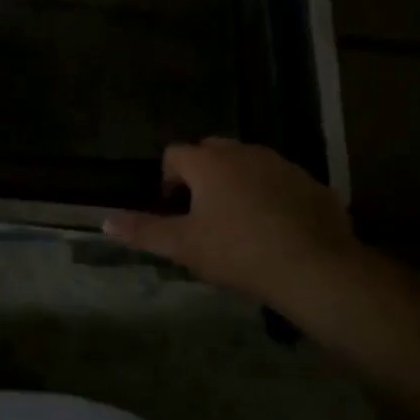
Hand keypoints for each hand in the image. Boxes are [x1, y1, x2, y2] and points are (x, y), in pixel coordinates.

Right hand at [103, 138, 356, 303]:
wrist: (316, 268)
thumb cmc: (239, 252)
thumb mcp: (184, 246)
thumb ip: (144, 231)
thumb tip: (104, 221)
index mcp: (208, 162)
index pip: (175, 154)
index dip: (169, 178)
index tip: (174, 207)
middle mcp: (242, 152)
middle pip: (211, 151)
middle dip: (203, 173)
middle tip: (204, 212)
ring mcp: (280, 164)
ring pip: (248, 163)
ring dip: (237, 181)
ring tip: (240, 220)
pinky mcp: (310, 182)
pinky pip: (280, 180)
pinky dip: (271, 194)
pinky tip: (277, 228)